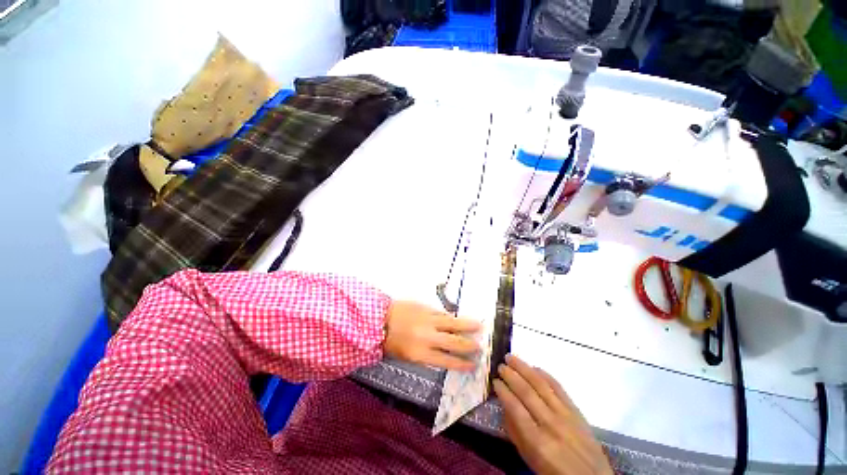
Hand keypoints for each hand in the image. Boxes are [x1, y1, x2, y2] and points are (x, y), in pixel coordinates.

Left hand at [384, 300, 480, 371]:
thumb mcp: (407, 356)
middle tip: (480, 347)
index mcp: (420, 354)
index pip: (447, 361)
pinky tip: (458, 318)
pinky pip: (442, 313)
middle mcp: (427, 337)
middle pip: (453, 342)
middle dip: (468, 346)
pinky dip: (451, 317)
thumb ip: (427, 355)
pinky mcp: (426, 308)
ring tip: (479, 326)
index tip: (473, 365)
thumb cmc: (391, 341)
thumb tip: (444, 353)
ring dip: (467, 325)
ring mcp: (428, 320)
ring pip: (452, 323)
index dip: (462, 364)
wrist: (379, 319)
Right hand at [493, 355, 611, 474]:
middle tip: (500, 365)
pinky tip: (535, 367)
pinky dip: (546, 375)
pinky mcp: (576, 411)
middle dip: (511, 375)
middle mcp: (551, 424)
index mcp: (537, 441)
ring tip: (511, 357)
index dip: (503, 392)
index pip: (515, 408)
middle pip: (527, 392)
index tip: (495, 381)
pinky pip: (559, 387)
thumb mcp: (530, 459)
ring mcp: (566, 415)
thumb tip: (504, 406)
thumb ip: (515, 433)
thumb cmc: (555, 472)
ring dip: (524, 368)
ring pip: (541, 385)